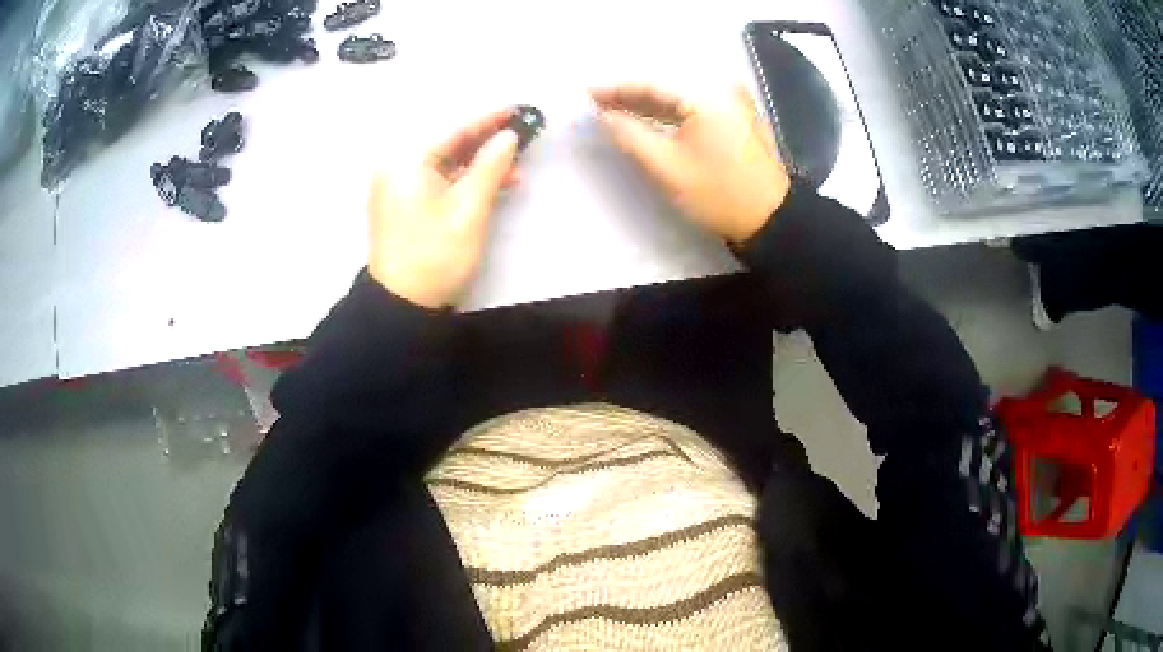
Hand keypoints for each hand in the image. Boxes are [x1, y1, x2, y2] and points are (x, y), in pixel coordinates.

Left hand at [367, 110, 519, 308]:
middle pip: (449, 145)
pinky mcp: (406, 207)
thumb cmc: (435, 254)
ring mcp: (400, 189)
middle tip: (522, 135)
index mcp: (407, 163)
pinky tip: (493, 185)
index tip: (519, 109)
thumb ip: (490, 167)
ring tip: (516, 167)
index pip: (454, 130)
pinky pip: (439, 183)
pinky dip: (465, 183)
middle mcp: (399, 169)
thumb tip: (508, 137)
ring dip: (480, 165)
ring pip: (447, 165)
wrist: (402, 306)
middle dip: (486, 142)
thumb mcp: (469, 209)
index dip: (489, 120)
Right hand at [590, 84, 790, 243]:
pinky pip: (696, 107)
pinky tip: (650, 119)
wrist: (771, 219)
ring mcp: (734, 103)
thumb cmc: (718, 193)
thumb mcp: (666, 167)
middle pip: (666, 87)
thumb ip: (630, 135)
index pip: (651, 84)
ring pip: (681, 97)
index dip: (615, 89)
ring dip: (649, 104)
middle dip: (630, 95)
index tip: (586, 94)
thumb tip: (604, 115)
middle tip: (597, 103)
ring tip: (616, 111)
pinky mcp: (739, 118)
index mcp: (705, 96)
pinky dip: (671, 113)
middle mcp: (721, 90)